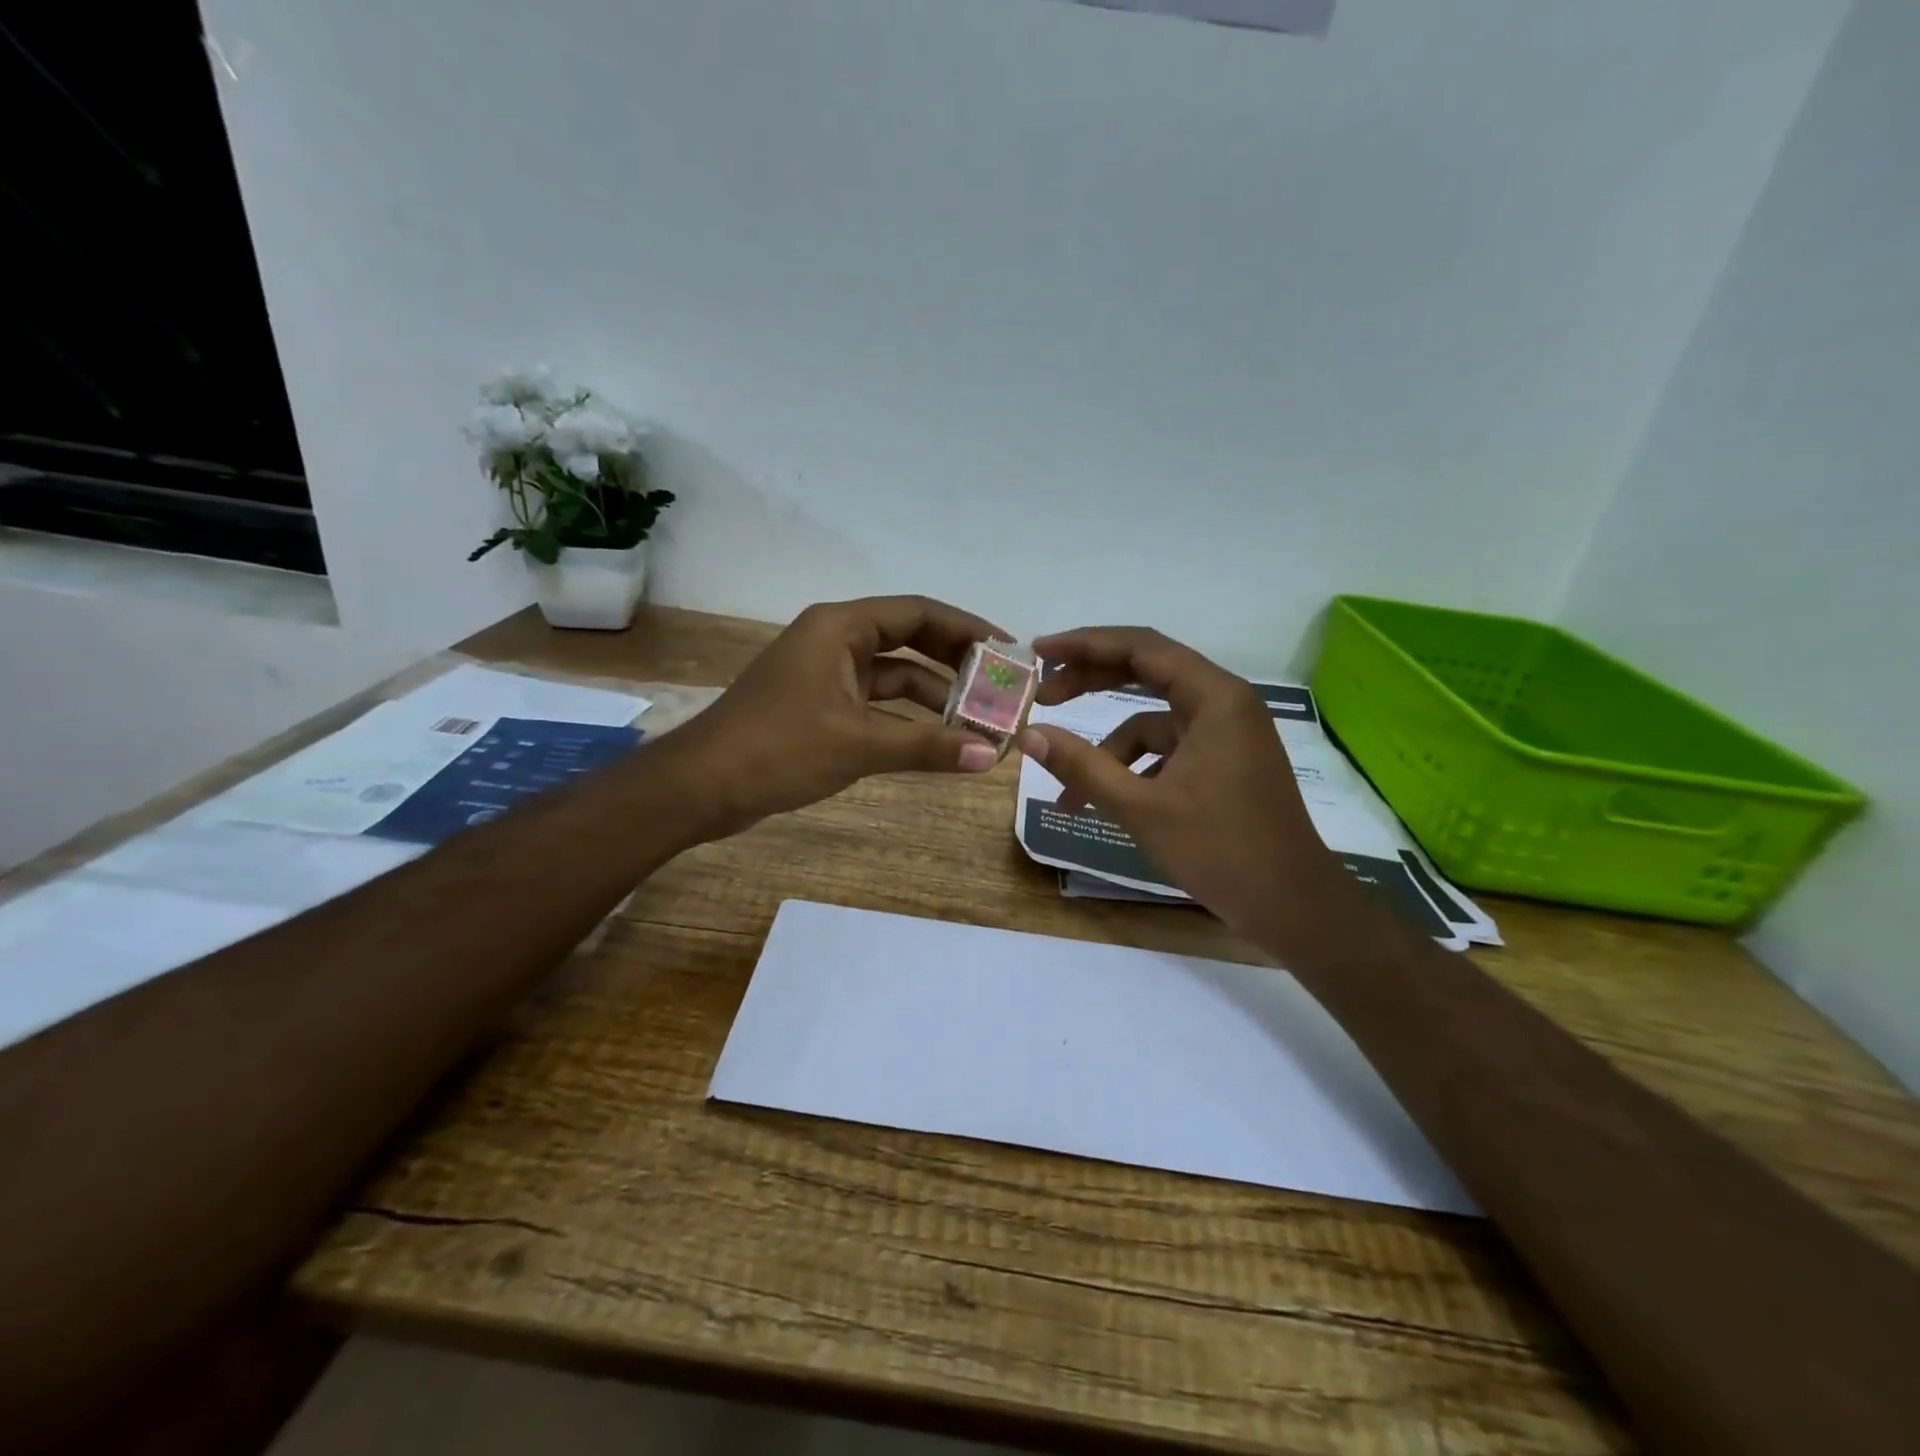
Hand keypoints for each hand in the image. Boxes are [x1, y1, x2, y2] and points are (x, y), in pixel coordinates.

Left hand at [670, 596, 1005, 836]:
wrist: (701, 787)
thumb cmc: (778, 749)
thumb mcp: (858, 744)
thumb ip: (927, 746)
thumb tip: (992, 756)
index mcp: (840, 627)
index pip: (918, 613)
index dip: (967, 629)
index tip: (1008, 651)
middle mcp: (834, 640)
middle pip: (910, 640)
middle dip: (955, 664)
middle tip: (1001, 686)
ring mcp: (826, 674)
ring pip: (894, 675)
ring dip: (935, 696)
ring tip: (981, 720)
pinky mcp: (820, 705)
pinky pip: (876, 702)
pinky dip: (907, 718)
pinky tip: (939, 739)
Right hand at [1021, 627, 1351, 954]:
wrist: (1292, 906)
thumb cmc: (1221, 851)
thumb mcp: (1141, 808)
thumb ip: (1082, 767)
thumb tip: (1029, 735)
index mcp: (1214, 697)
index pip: (1140, 646)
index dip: (1084, 644)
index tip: (1039, 652)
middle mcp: (1223, 702)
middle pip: (1146, 671)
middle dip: (1090, 682)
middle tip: (1043, 695)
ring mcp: (1225, 733)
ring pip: (1151, 720)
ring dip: (1107, 746)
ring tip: (1068, 789)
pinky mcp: (1222, 761)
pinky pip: (1167, 749)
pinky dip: (1133, 768)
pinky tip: (1108, 802)